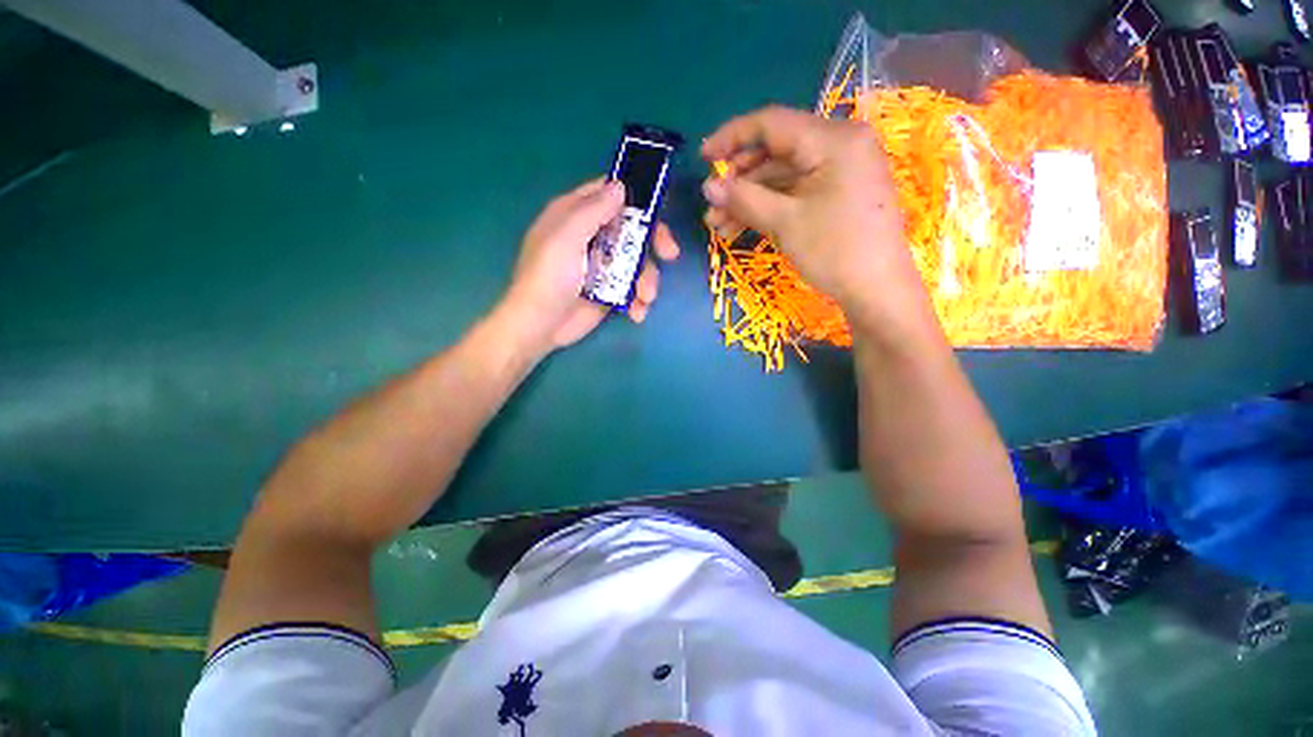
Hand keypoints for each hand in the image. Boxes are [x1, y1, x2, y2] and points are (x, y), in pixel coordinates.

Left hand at [499, 178, 680, 351]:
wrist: (541, 326)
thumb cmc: (548, 277)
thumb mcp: (566, 238)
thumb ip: (592, 211)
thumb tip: (621, 187)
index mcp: (576, 215)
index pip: (610, 194)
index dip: (636, 197)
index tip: (660, 210)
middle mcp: (593, 236)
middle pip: (632, 228)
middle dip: (654, 241)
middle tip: (670, 254)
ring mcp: (603, 265)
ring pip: (638, 261)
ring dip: (648, 279)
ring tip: (646, 298)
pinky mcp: (610, 290)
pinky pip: (633, 287)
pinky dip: (640, 300)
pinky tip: (637, 312)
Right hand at [701, 106, 924, 326]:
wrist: (877, 290)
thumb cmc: (834, 251)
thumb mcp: (784, 222)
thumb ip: (743, 198)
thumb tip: (708, 186)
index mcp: (832, 138)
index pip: (771, 124)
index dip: (731, 138)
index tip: (702, 157)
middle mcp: (839, 144)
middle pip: (776, 152)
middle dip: (739, 181)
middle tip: (712, 206)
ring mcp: (841, 170)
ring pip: (782, 176)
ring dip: (749, 199)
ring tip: (718, 226)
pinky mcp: (838, 193)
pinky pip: (796, 191)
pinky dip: (769, 207)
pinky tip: (742, 227)